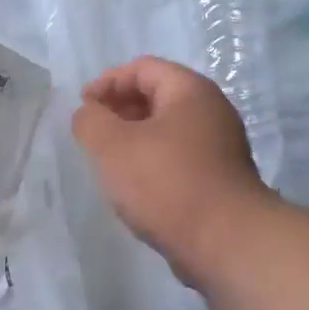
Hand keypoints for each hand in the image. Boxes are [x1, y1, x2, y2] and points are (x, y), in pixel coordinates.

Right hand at [72, 56, 274, 280]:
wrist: (225, 241)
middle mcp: (212, 112)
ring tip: (109, 164)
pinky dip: (153, 164)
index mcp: (191, 91)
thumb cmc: (165, 183)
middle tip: (93, 135)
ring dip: (135, 140)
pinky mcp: (219, 180)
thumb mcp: (112, 146)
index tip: (83, 109)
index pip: (142, 68)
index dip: (107, 82)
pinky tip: (135, 189)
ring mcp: (220, 148)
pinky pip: (178, 159)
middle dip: (120, 110)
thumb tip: (89, 114)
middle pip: (157, 96)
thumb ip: (90, 121)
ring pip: (167, 131)